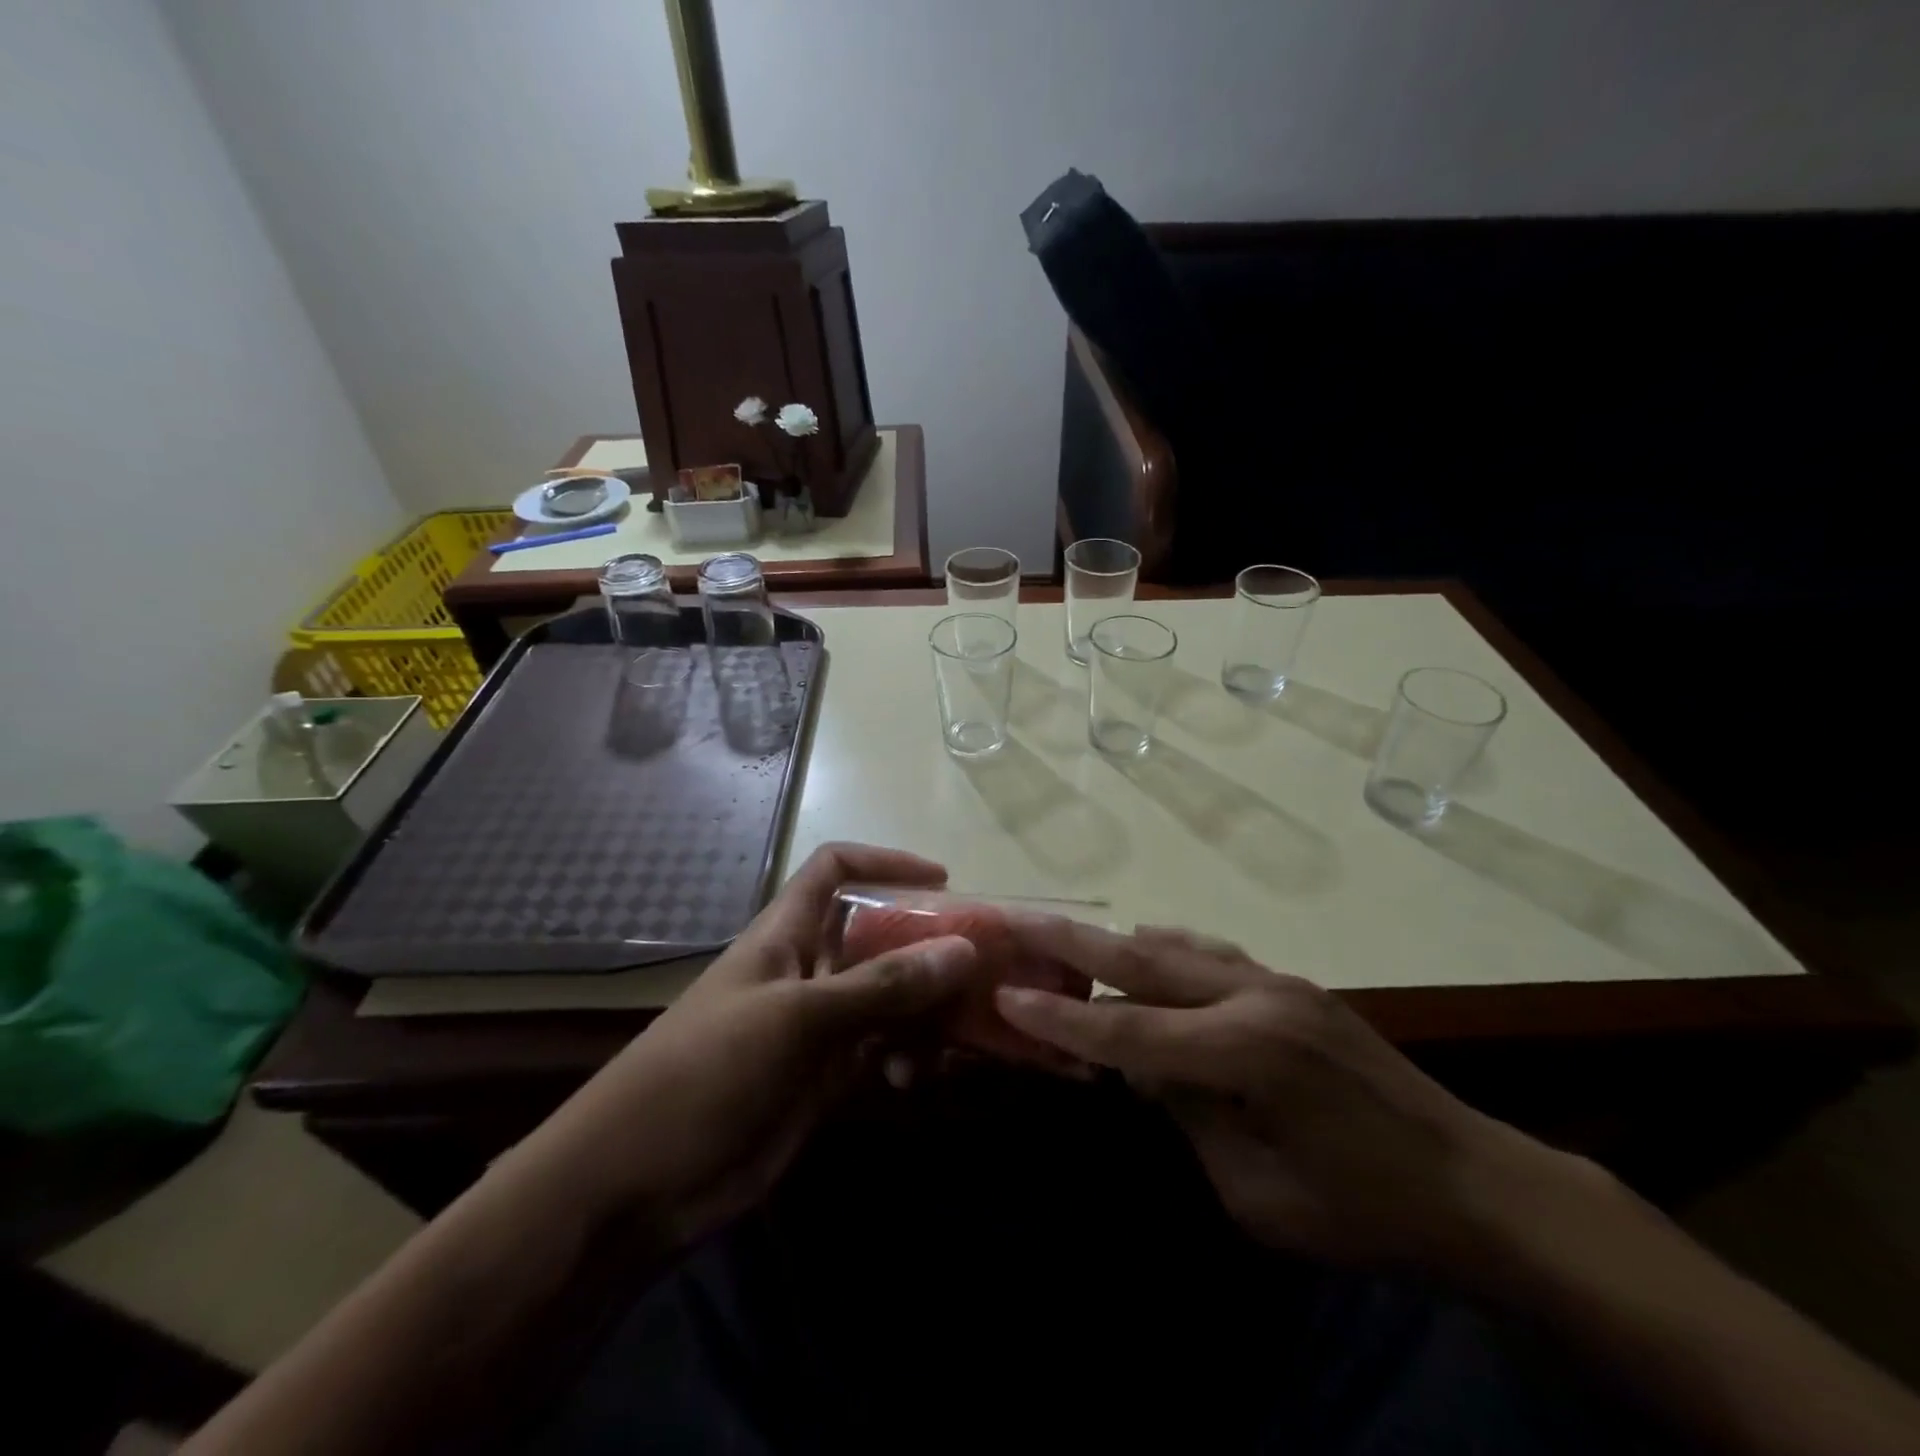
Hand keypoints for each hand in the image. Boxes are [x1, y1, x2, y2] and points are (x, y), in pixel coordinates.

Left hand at [524, 844, 979, 1249]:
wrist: (634, 1188)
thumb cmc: (705, 1074)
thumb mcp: (796, 1019)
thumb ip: (881, 986)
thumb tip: (964, 949)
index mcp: (785, 935)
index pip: (834, 870)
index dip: (884, 862)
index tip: (941, 881)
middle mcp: (806, 970)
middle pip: (875, 936)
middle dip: (925, 946)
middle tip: (980, 968)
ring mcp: (816, 1027)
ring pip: (887, 998)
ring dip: (924, 1011)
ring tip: (954, 1036)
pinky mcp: (824, 1080)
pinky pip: (881, 1052)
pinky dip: (907, 1058)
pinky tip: (918, 1079)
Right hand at [993, 919, 1570, 1274]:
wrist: (1478, 1185)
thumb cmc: (1364, 1212)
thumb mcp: (1257, 1194)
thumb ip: (1187, 1116)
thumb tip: (1143, 1065)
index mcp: (1246, 1053)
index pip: (1128, 1030)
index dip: (1061, 1015)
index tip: (1005, 993)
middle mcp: (1256, 996)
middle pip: (1142, 957)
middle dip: (1071, 939)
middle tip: (1015, 918)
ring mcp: (1278, 981)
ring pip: (1175, 944)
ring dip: (1114, 940)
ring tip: (1063, 934)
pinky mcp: (1294, 984)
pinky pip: (1211, 954)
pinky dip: (1165, 950)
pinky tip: (1144, 950)